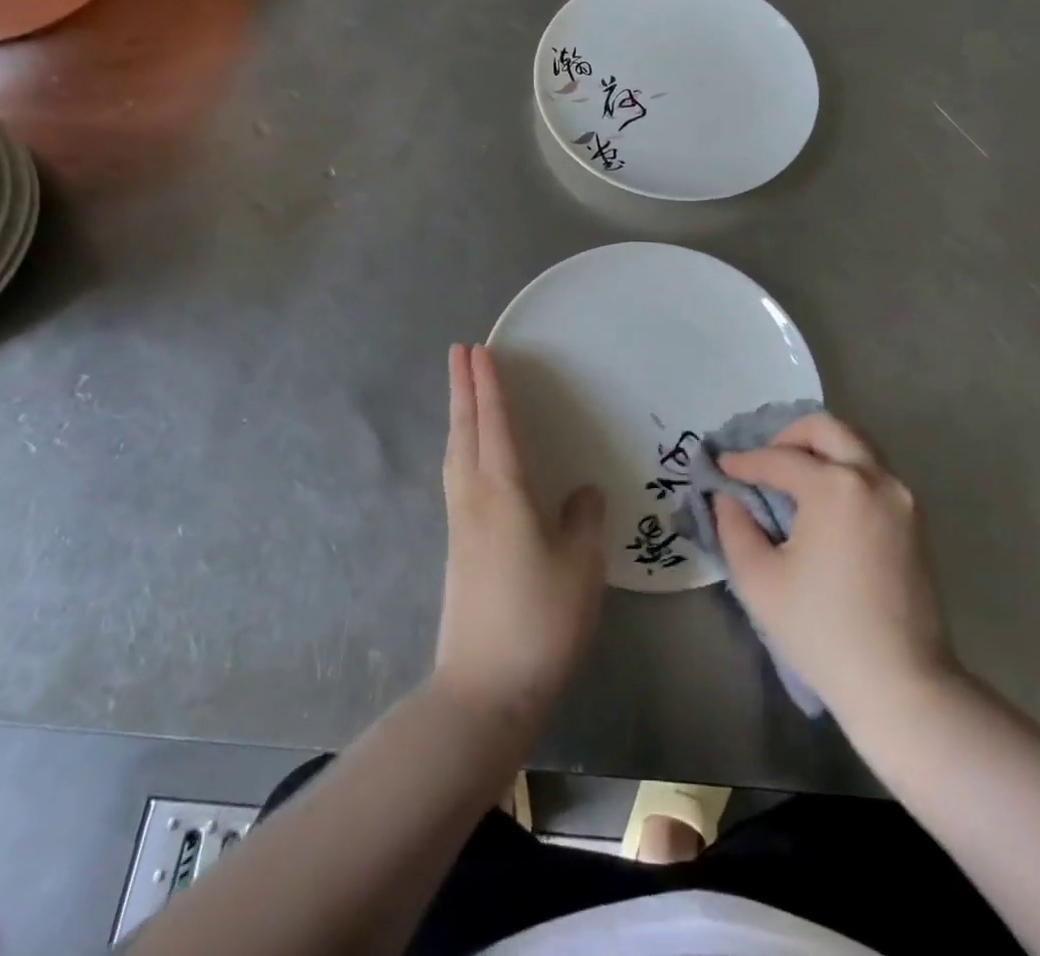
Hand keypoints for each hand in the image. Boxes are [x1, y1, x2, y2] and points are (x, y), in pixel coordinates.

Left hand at [432, 344, 605, 729]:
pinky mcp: (458, 548)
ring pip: (456, 453)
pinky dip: (461, 448)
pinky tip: (469, 458)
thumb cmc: (541, 620)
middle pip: (465, 430)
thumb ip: (584, 519)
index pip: (495, 424)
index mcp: (503, 493)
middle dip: (462, 388)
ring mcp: (461, 524)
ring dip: (459, 416)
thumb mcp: (580, 566)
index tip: (479, 349)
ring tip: (462, 392)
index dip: (489, 385)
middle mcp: (474, 499)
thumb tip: (582, 492)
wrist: (485, 690)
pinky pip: (457, 477)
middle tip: (459, 352)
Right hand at [715, 414, 957, 725]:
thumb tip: (728, 496)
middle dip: (787, 436)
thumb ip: (734, 526)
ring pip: (855, 445)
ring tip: (790, 478)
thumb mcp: (758, 579)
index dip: (744, 462)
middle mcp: (873, 477)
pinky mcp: (914, 519)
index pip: (778, 459)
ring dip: (819, 449)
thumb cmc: (821, 631)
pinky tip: (821, 500)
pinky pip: (872, 472)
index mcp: (835, 487)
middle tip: (762, 462)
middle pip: (827, 428)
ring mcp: (901, 496)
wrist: (901, 685)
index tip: (720, 467)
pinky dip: (843, 469)